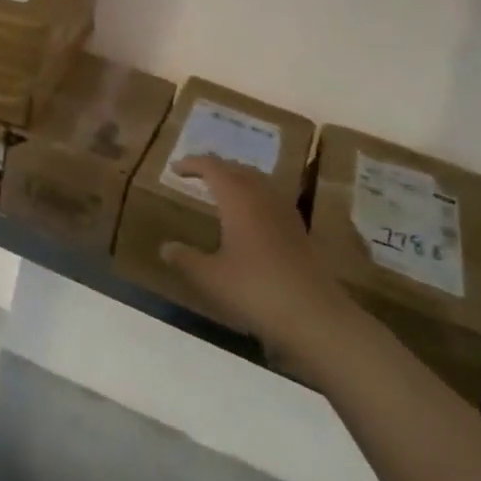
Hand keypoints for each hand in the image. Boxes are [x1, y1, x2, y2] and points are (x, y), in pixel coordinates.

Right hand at [159, 156, 363, 361]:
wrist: (316, 317)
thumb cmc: (256, 290)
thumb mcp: (211, 278)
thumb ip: (185, 259)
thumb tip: (165, 247)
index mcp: (238, 199)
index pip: (213, 167)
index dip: (193, 164)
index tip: (175, 168)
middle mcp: (263, 198)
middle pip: (238, 169)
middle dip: (217, 167)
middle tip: (197, 174)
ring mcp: (286, 214)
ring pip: (259, 182)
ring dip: (238, 180)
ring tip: (223, 190)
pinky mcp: (300, 232)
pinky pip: (272, 200)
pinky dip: (255, 198)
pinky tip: (251, 219)